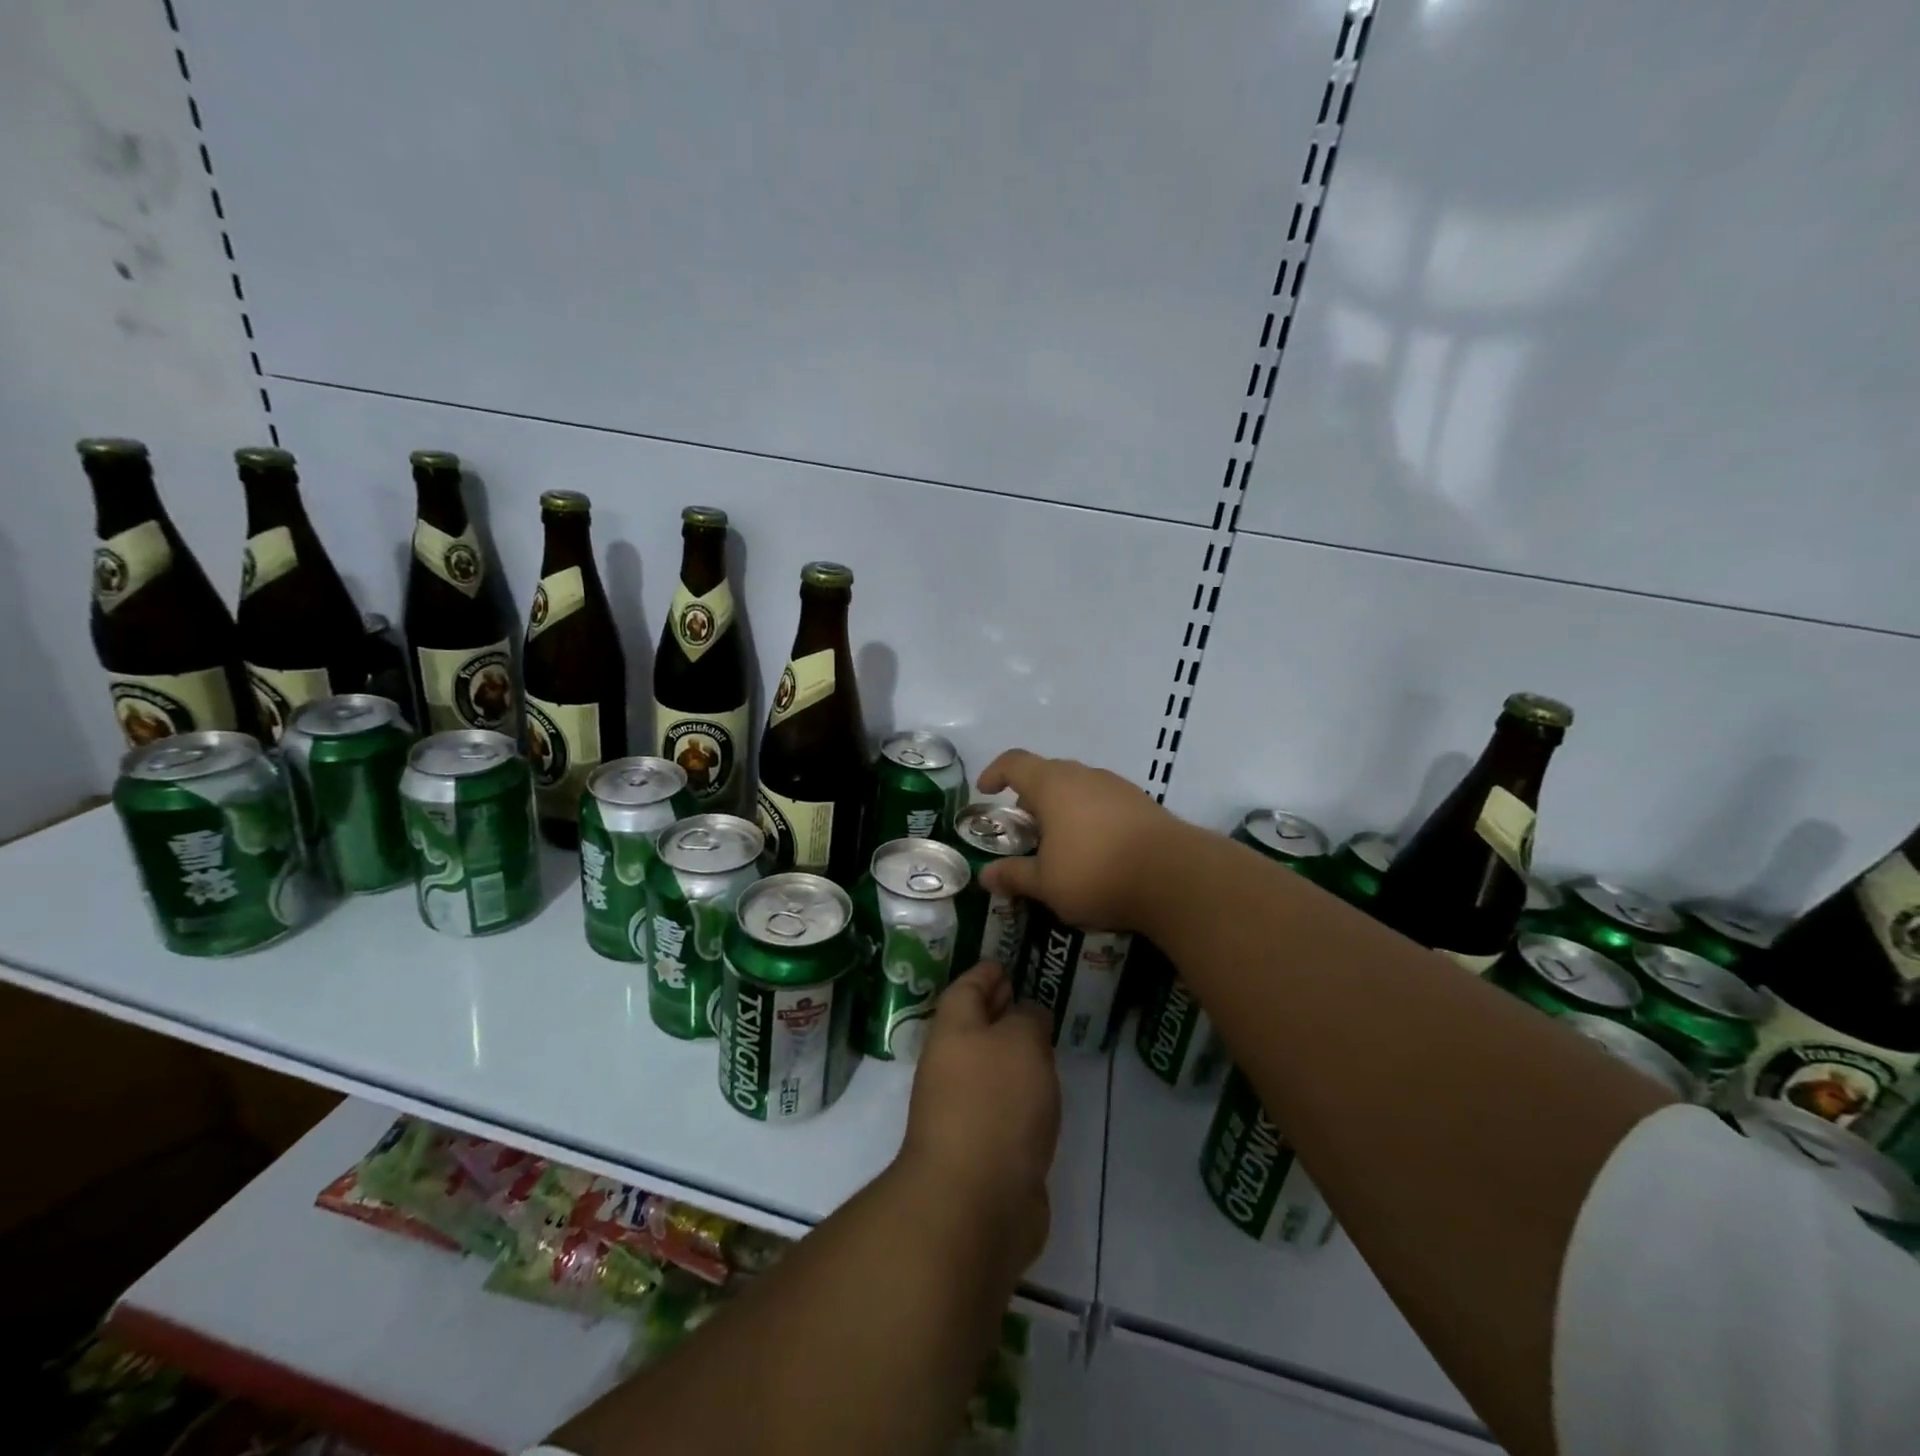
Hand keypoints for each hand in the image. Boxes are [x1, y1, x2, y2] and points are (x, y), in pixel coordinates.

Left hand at [899, 962, 1059, 1276]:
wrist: (974, 1202)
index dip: (986, 973)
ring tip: (1045, 1041)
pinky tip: (1044, 1091)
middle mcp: (952, 1066)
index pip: (966, 988)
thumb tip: (1027, 1016)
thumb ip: (1028, 1019)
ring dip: (1013, 1053)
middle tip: (1031, 996)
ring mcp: (963, 1110)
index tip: (1006, 963)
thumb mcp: (1021, 1043)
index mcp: (953, 1032)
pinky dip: (1021, 1092)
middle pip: (974, 1026)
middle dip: (999, 1010)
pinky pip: (1003, 1104)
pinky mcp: (983, 1148)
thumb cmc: (995, 1105)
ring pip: (990, 1067)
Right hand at [975, 749, 1189, 931]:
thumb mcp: (1046, 884)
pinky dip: (1089, 816)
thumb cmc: (1097, 873)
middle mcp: (1084, 776)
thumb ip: (1014, 875)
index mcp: (1053, 785)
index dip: (995, 773)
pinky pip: (1104, 802)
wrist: (1175, 877)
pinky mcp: (1143, 804)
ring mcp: (1117, 787)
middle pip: (1048, 773)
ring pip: (1079, 787)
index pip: (1015, 762)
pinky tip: (1095, 848)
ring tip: (1058, 841)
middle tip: (1023, 826)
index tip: (985, 791)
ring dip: (1062, 807)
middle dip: (1030, 796)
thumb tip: (985, 875)